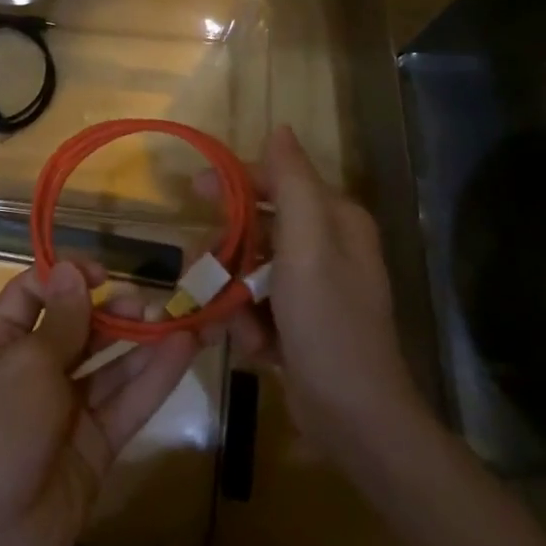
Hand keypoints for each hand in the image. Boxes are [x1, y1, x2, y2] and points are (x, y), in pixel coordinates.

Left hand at [0, 260, 199, 545]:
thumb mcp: (25, 366)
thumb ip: (61, 322)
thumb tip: (72, 269)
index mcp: (3, 344)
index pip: (33, 294)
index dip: (65, 278)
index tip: (100, 274)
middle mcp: (35, 371)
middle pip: (79, 327)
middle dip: (111, 309)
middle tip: (146, 304)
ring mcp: (68, 409)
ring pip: (111, 364)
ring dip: (142, 340)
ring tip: (179, 317)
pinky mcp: (98, 443)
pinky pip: (129, 401)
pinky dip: (156, 376)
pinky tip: (184, 348)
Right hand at [205, 125, 425, 469]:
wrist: (353, 417)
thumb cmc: (328, 323)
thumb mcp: (308, 245)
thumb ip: (291, 184)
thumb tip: (280, 128)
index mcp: (335, 220)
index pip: (277, 181)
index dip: (234, 182)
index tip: (191, 190)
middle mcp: (327, 247)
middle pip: (258, 228)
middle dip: (228, 254)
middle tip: (204, 272)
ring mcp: (313, 288)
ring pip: (250, 270)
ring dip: (235, 297)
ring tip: (236, 324)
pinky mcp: (300, 323)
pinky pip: (258, 306)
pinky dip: (248, 323)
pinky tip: (254, 348)